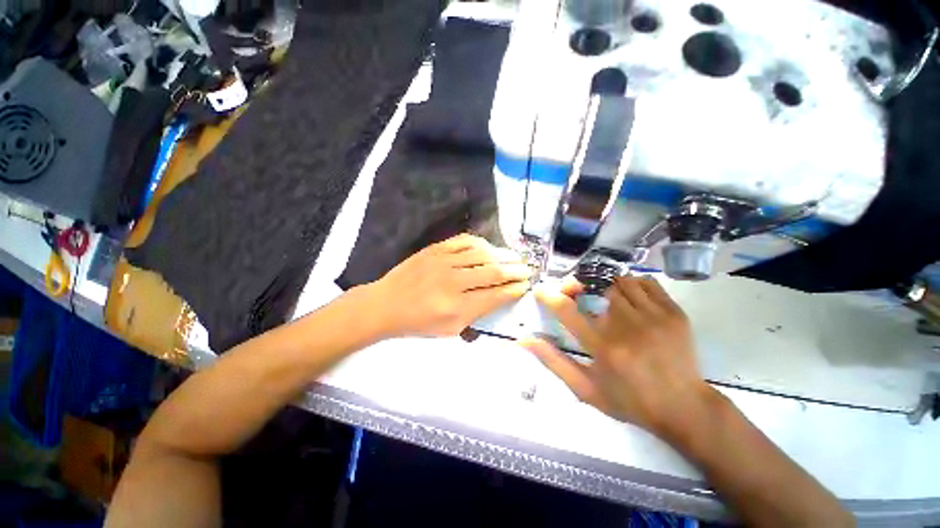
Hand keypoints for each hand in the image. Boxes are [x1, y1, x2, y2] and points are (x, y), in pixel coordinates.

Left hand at [367, 234, 532, 337]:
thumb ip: (477, 314)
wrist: (386, 304)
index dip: (514, 290)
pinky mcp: (435, 248)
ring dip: (503, 255)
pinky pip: (464, 241)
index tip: (526, 285)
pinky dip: (482, 244)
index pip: (495, 295)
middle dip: (515, 271)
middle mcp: (453, 282)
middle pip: (493, 272)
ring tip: (515, 257)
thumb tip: (499, 297)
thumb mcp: (450, 330)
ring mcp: (443, 261)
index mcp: (457, 308)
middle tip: (528, 269)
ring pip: (482, 254)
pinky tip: (490, 248)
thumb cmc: (418, 323)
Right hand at [521, 276, 721, 441]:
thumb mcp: (585, 389)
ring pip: (619, 281)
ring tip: (599, 294)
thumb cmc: (630, 402)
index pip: (567, 310)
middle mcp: (628, 327)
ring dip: (602, 284)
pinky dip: (630, 283)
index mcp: (604, 348)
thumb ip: (553, 362)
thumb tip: (524, 340)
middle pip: (594, 287)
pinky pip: (645, 282)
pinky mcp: (674, 313)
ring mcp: (654, 317)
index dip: (548, 296)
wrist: (685, 408)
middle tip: (573, 292)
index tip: (541, 291)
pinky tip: (626, 295)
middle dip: (577, 285)